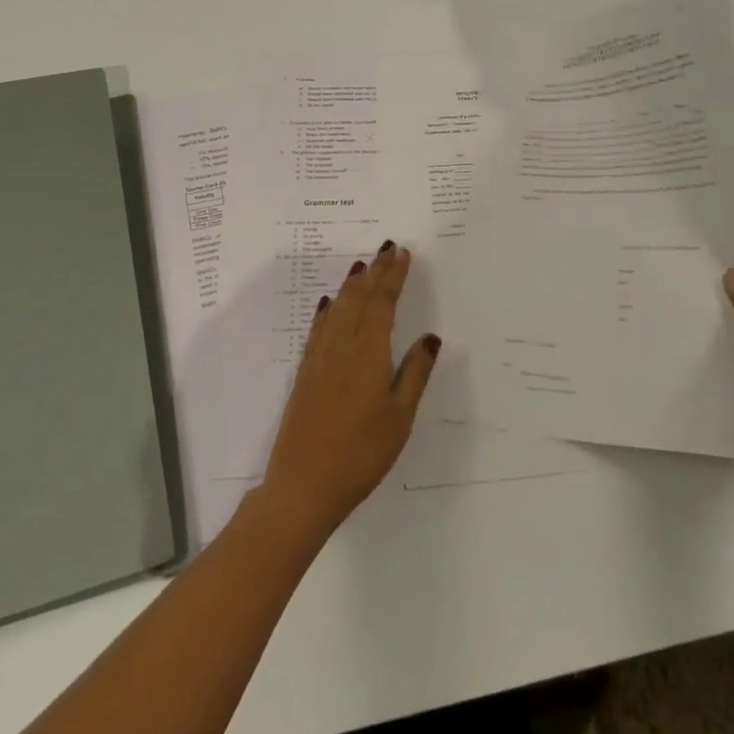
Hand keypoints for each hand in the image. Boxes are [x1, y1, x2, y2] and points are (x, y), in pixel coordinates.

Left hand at [260, 241, 439, 544]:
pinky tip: (328, 304)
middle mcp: (341, 347)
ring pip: (337, 310)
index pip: (382, 304)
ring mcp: (319, 360)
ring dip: (351, 285)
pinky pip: (318, 330)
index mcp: (369, 354)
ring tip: (362, 266)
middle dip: (375, 272)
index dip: (393, 277)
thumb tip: (430, 338)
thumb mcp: (400, 417)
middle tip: (387, 248)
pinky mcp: (305, 374)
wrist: (303, 485)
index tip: (403, 254)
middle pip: (359, 299)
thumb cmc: (361, 454)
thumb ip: (414, 373)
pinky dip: (326, 311)